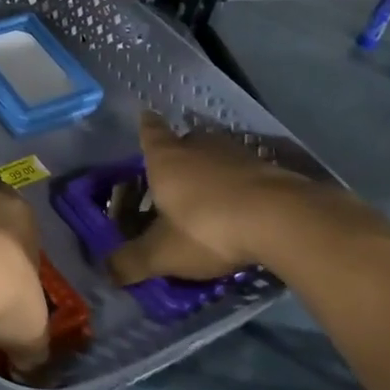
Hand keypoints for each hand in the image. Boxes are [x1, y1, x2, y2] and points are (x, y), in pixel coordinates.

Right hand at [108, 112, 312, 283]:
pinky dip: (239, 184)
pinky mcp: (272, 169)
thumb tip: (105, 274)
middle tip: (173, 170)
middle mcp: (200, 147)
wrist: (284, 220)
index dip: (147, 127)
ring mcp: (239, 155)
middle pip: (186, 141)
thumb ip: (133, 262)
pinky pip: (246, 172)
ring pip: (218, 155)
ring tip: (207, 191)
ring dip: (211, 168)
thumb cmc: (208, 227)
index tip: (145, 116)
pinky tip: (241, 204)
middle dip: (179, 152)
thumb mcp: (163, 253)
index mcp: (166, 159)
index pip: (151, 133)